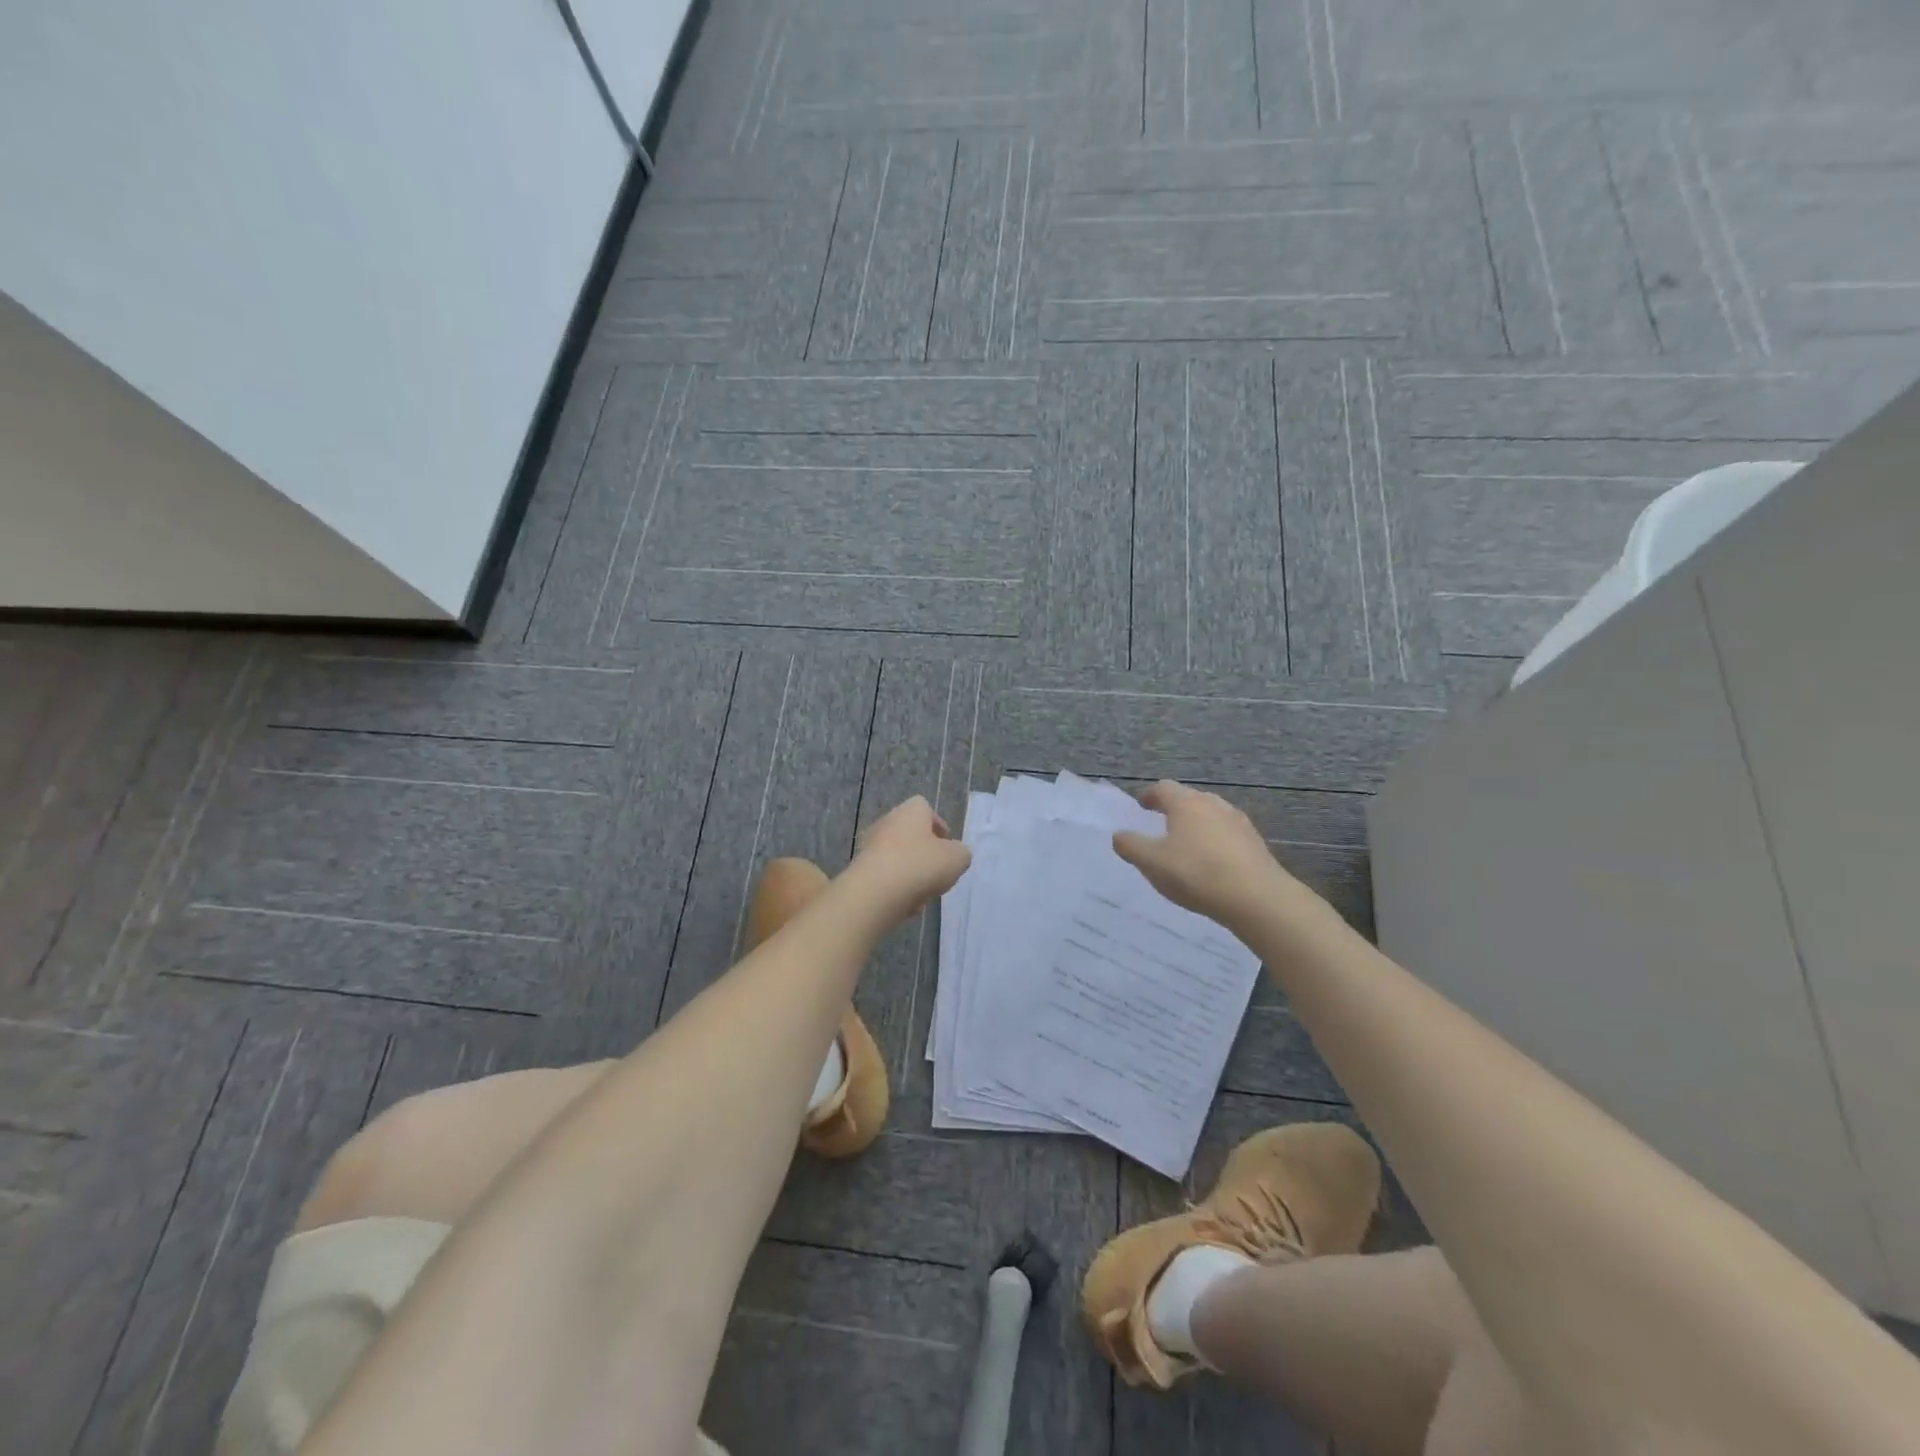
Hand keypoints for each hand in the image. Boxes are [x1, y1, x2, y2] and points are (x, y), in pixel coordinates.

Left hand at [847, 796, 972, 922]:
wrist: (875, 893)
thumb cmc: (920, 865)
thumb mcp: (957, 858)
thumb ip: (961, 853)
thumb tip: (955, 854)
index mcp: (911, 811)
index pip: (926, 809)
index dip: (939, 827)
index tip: (947, 847)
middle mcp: (887, 822)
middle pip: (911, 835)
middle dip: (925, 854)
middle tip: (937, 872)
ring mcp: (870, 846)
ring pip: (898, 858)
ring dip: (911, 874)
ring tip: (923, 894)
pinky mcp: (860, 870)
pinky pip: (884, 877)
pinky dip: (895, 889)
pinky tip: (905, 905)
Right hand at [1113, 780, 1303, 929]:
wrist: (1257, 898)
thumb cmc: (1196, 873)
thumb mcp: (1152, 863)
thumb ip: (1131, 846)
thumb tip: (1119, 834)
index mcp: (1186, 803)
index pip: (1163, 788)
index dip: (1149, 795)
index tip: (1141, 804)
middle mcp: (1213, 804)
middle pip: (1189, 798)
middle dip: (1174, 807)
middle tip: (1161, 821)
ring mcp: (1238, 822)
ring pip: (1211, 814)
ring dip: (1197, 823)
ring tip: (1186, 842)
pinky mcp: (1255, 842)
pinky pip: (1227, 833)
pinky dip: (1215, 840)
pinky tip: (1212, 860)